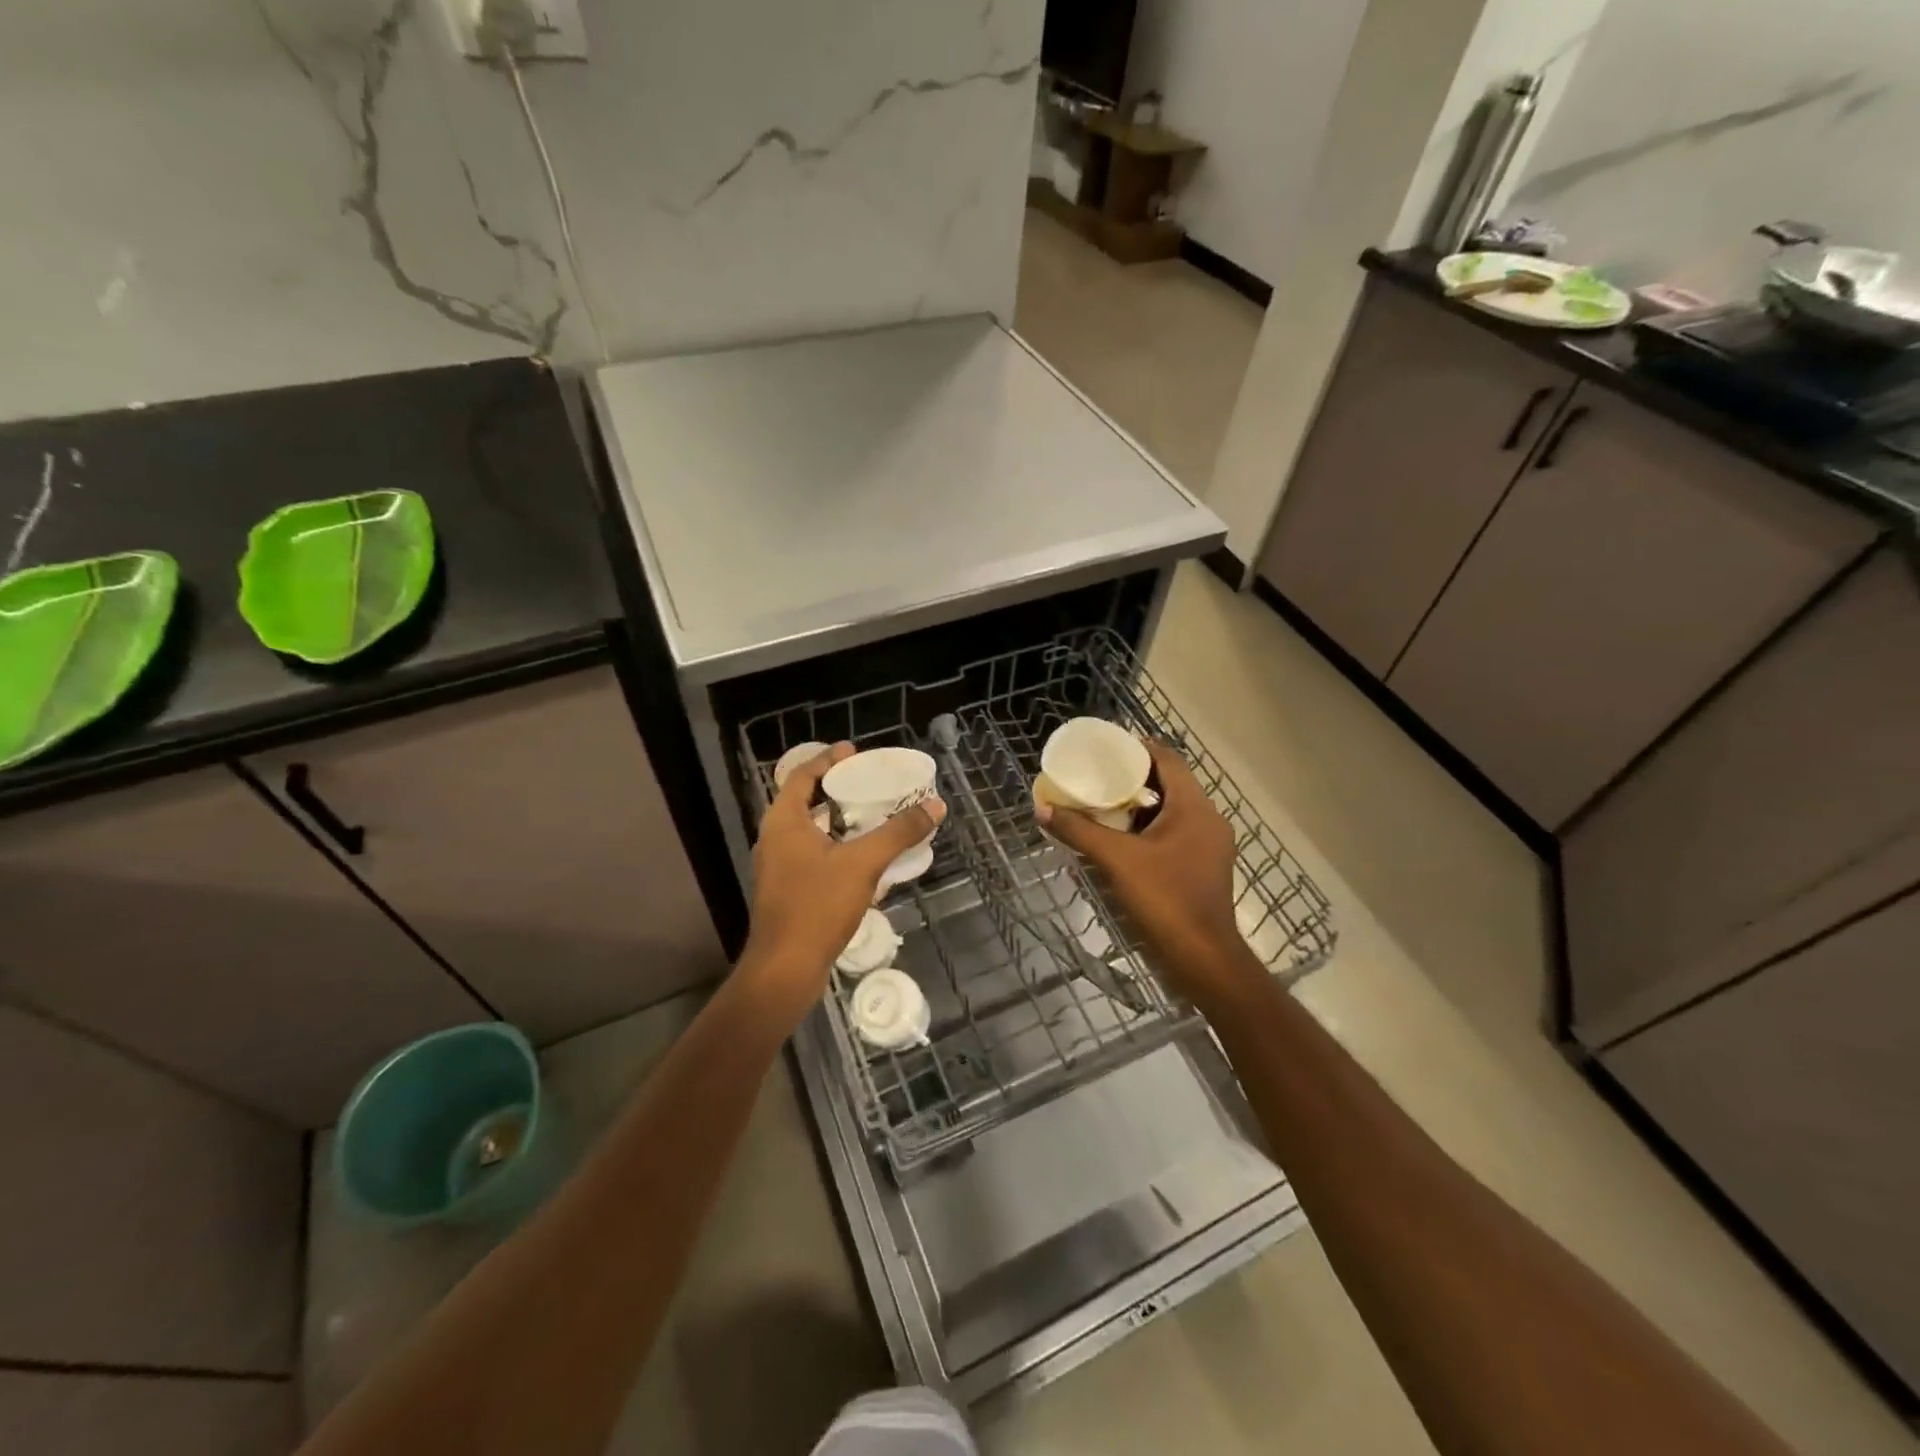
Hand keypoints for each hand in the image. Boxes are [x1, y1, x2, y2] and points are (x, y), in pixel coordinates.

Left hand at [740, 743, 945, 1023]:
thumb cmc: (817, 907)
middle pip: (804, 799)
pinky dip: (834, 843)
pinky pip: (811, 852)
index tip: (854, 751)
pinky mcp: (786, 889)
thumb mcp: (863, 864)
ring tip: (870, 812)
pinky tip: (862, 855)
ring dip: (836, 817)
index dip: (828, 760)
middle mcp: (775, 838)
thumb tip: (934, 805)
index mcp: (784, 821)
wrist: (785, 968)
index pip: (802, 775)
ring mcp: (777, 866)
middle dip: (835, 787)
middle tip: (868, 779)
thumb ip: (898, 833)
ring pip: (808, 828)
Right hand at [1036, 741, 1257, 1004]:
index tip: (1106, 748)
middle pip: (1171, 783)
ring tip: (1104, 804)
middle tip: (1097, 776)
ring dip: (1141, 805)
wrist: (1204, 958)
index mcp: (1194, 807)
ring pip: (1173, 810)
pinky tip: (1123, 839)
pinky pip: (1176, 833)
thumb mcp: (1116, 861)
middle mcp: (1208, 819)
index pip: (1168, 759)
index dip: (1138, 748)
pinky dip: (1150, 828)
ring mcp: (1210, 845)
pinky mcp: (1205, 866)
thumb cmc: (1165, 899)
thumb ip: (1079, 831)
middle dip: (1134, 777)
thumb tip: (1042, 808)